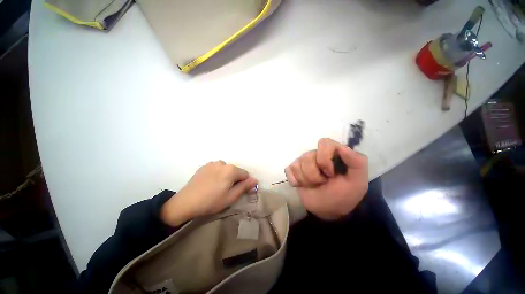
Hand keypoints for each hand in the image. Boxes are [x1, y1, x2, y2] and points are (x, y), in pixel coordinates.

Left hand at [160, 161, 257, 226]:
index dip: (244, 183)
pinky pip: (217, 169)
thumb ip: (244, 187)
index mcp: (231, 170)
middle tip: (226, 191)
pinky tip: (210, 183)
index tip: (237, 192)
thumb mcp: (231, 197)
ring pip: (226, 169)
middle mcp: (223, 163)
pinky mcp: (204, 166)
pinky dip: (217, 174)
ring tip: (217, 187)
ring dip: (226, 176)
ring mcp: (212, 163)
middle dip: (234, 179)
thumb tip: (255, 180)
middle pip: (235, 171)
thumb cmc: (211, 201)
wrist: (186, 202)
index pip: (245, 174)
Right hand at [285, 138, 367, 220]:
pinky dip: (295, 181)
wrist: (328, 211)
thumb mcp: (357, 182)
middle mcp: (316, 155)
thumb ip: (357, 163)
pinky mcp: (293, 170)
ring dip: (306, 180)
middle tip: (323, 182)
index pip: (324, 143)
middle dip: (314, 175)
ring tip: (314, 185)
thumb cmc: (343, 195)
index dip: (324, 158)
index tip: (330, 173)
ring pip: (297, 165)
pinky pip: (288, 170)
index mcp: (332, 153)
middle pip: (307, 156)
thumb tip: (342, 148)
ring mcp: (303, 162)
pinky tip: (302, 185)